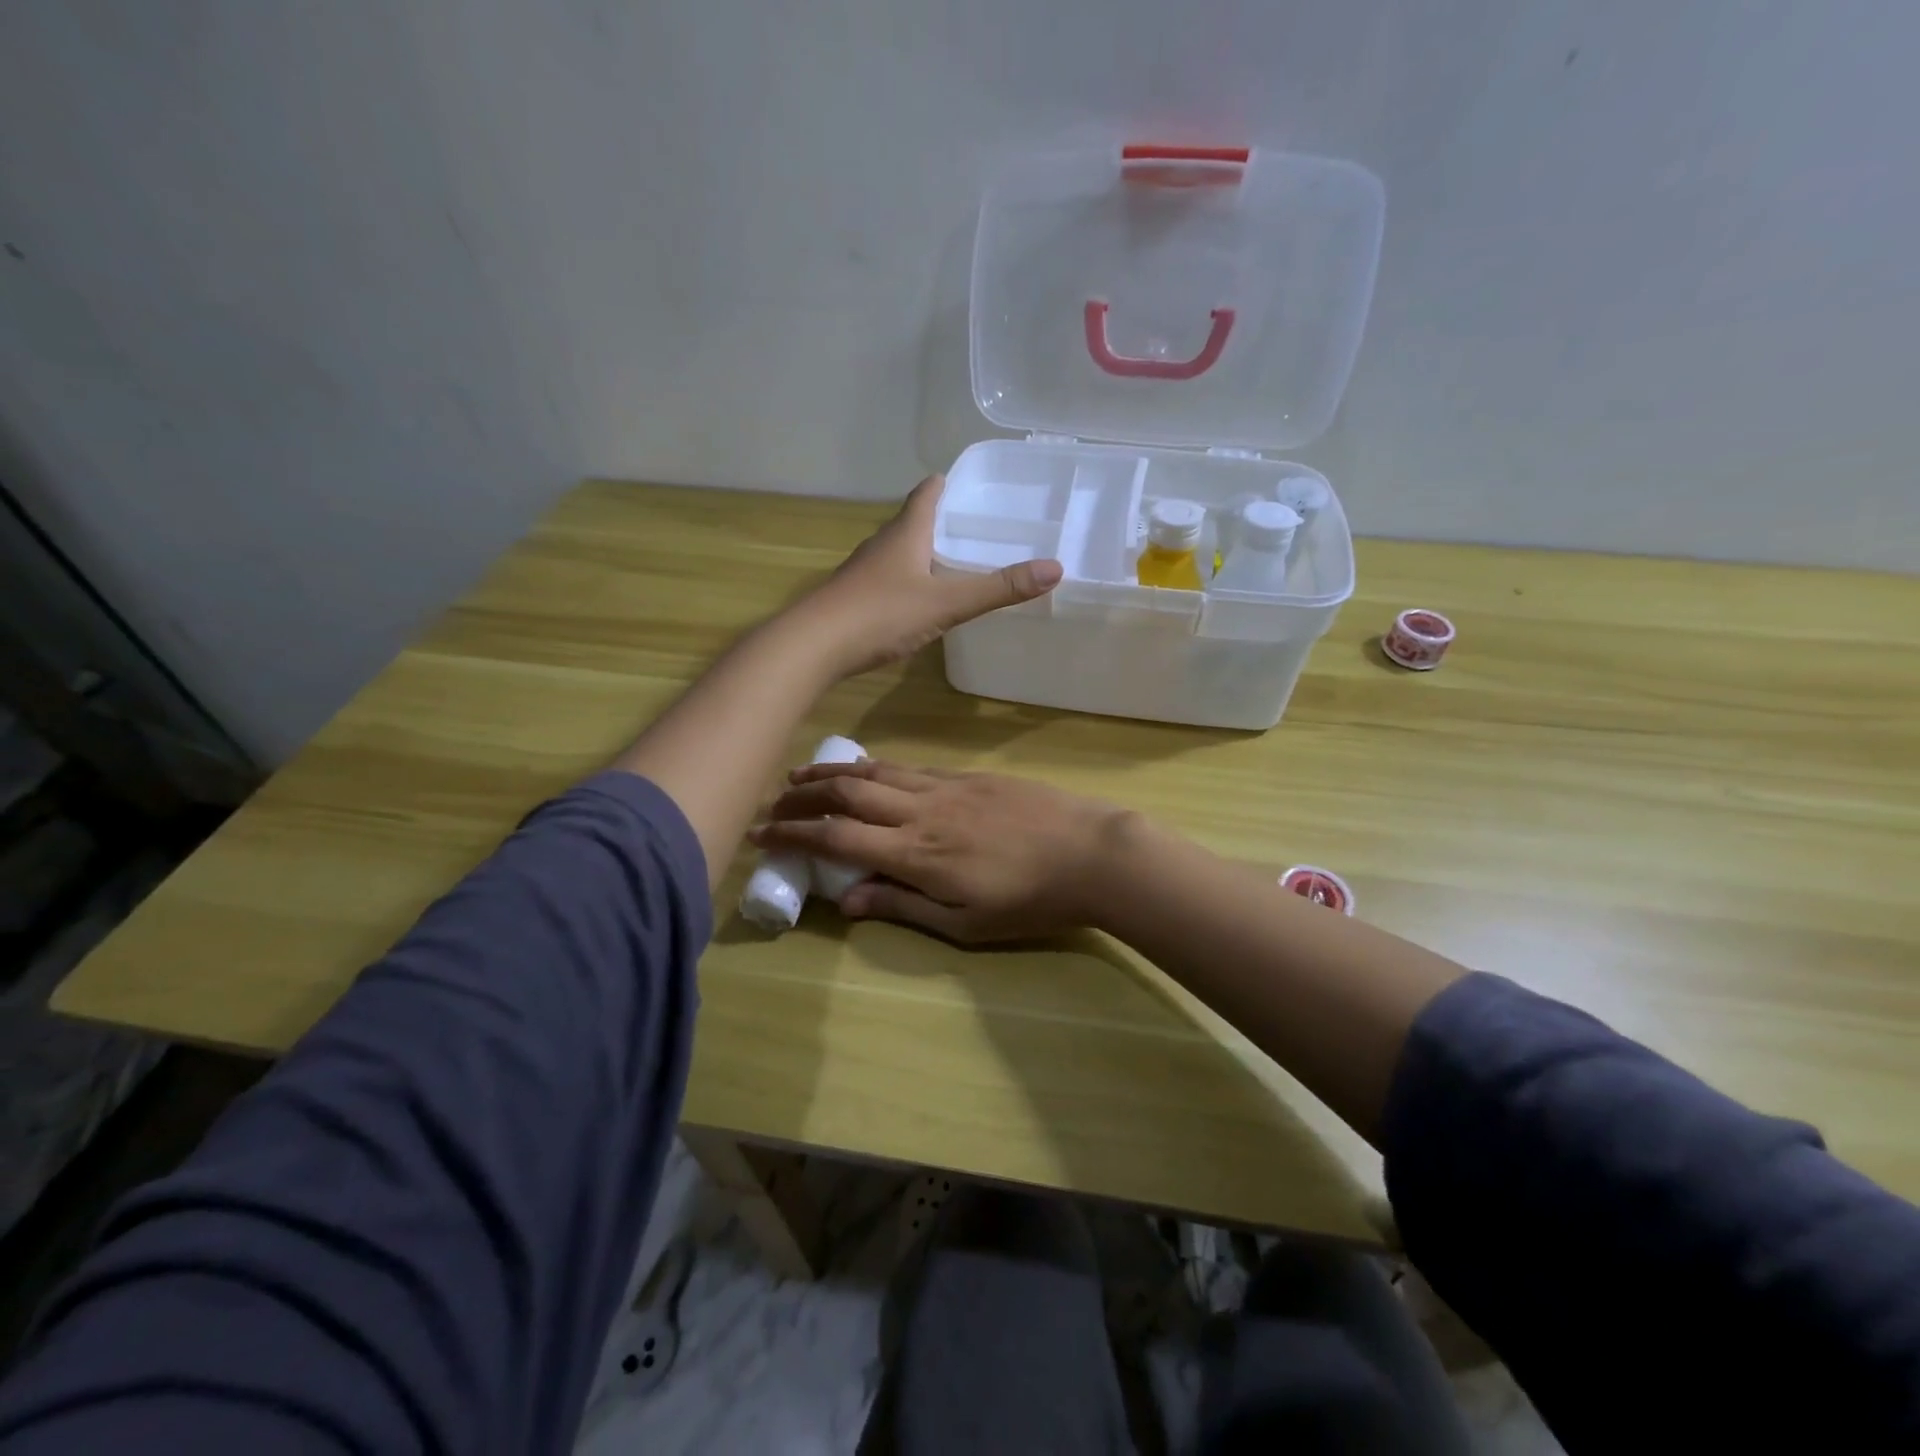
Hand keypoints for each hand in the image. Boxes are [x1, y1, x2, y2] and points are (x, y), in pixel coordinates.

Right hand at [749, 761, 1133, 941]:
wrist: (1090, 852)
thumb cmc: (1029, 900)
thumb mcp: (965, 923)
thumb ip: (902, 906)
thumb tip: (844, 899)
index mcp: (915, 854)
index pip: (838, 837)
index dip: (793, 834)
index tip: (760, 833)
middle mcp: (920, 811)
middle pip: (848, 792)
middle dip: (803, 794)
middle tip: (772, 798)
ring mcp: (944, 787)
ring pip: (876, 771)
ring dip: (833, 773)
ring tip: (802, 774)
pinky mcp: (967, 776)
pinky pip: (908, 766)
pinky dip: (875, 766)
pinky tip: (865, 768)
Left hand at [796, 476, 1061, 677]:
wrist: (813, 647)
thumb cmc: (881, 614)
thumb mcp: (947, 601)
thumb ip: (998, 588)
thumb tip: (1056, 568)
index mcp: (905, 532)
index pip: (927, 493)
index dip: (948, 484)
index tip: (974, 484)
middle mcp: (883, 544)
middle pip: (914, 521)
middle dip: (943, 520)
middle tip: (979, 527)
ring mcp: (865, 572)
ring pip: (900, 552)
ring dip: (925, 552)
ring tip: (956, 563)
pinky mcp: (855, 599)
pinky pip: (890, 580)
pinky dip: (910, 581)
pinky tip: (922, 601)